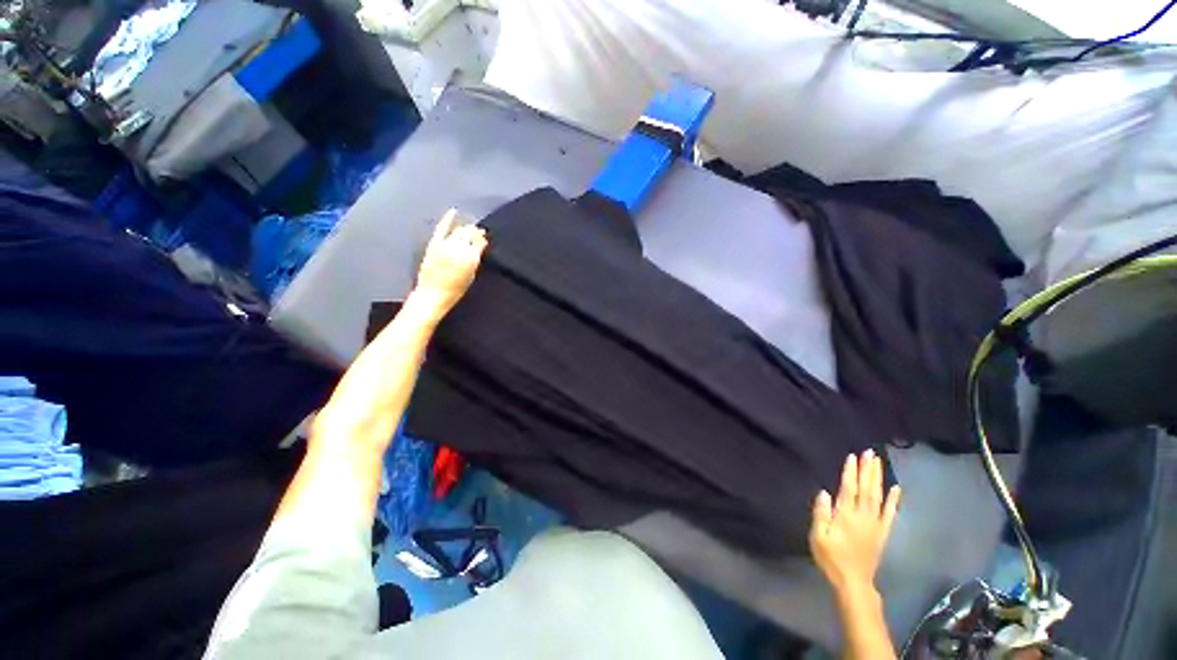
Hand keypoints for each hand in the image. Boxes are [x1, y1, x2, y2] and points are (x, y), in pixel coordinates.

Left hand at [412, 209, 487, 316]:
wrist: (433, 294)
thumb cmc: (455, 290)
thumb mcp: (471, 276)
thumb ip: (475, 260)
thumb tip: (478, 248)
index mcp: (471, 258)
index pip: (479, 242)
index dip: (483, 240)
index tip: (484, 239)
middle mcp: (459, 249)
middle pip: (469, 234)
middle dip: (475, 232)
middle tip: (479, 232)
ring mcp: (445, 245)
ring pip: (459, 231)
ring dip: (465, 228)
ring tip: (469, 228)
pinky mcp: (434, 244)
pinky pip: (442, 228)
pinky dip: (447, 219)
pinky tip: (453, 212)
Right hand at [809, 450, 900, 593]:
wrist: (853, 581)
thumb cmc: (831, 557)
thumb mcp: (818, 536)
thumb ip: (821, 514)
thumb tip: (824, 492)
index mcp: (846, 516)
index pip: (848, 489)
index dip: (850, 472)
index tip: (852, 456)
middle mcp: (863, 516)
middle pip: (866, 489)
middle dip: (867, 470)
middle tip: (869, 453)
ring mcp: (876, 524)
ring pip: (878, 497)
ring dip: (878, 479)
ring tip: (878, 462)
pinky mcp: (883, 532)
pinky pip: (890, 514)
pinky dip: (894, 500)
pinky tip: (897, 489)